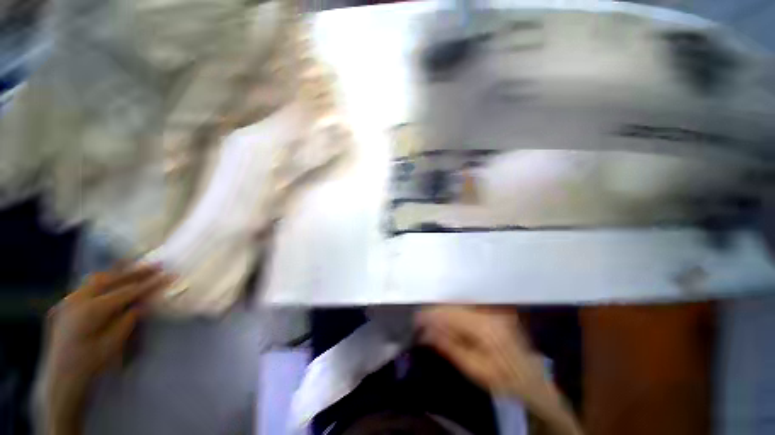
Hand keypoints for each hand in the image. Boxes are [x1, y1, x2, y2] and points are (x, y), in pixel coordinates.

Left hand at [42, 263, 173, 434]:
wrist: (62, 380)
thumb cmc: (91, 365)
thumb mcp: (114, 345)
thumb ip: (128, 319)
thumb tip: (144, 302)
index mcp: (92, 310)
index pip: (127, 291)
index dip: (150, 283)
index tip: (169, 275)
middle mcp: (78, 300)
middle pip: (110, 279)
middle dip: (134, 272)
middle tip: (156, 266)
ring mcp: (69, 301)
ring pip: (97, 279)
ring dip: (118, 273)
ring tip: (136, 268)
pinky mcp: (65, 306)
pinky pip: (87, 286)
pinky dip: (103, 280)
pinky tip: (112, 281)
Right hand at [416, 306, 582, 434]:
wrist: (534, 381)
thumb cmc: (504, 381)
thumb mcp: (475, 370)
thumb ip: (449, 347)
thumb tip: (426, 332)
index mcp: (485, 327)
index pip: (451, 314)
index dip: (432, 315)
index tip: (416, 319)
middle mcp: (489, 312)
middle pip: (455, 307)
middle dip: (436, 313)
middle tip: (420, 322)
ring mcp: (493, 310)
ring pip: (460, 306)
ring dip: (444, 313)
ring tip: (431, 322)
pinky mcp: (494, 311)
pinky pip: (468, 308)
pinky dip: (455, 314)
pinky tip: (447, 321)